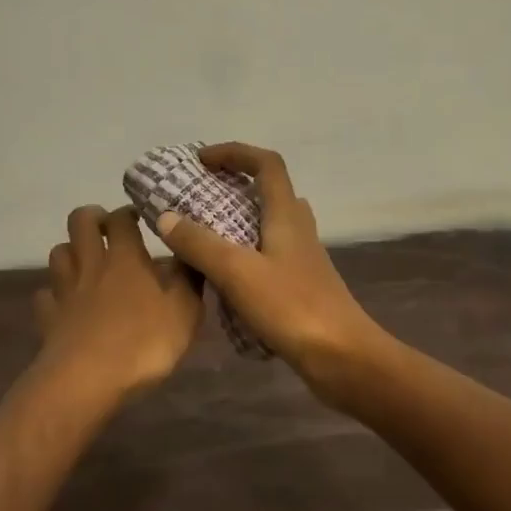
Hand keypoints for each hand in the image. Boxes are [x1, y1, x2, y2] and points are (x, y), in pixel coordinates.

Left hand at [33, 205, 202, 396]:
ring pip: (58, 253)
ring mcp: (65, 291)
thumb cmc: (143, 343)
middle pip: (79, 221)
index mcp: (125, 258)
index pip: (121, 218)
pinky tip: (65, 304)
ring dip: (71, 251)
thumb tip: (190, 253)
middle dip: (92, 217)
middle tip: (108, 229)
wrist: (87, 381)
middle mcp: (92, 265)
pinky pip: (45, 295)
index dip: (129, 212)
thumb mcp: (185, 312)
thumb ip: (189, 279)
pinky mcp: (48, 318)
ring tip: (86, 262)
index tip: (141, 217)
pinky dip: (54, 294)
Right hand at [152, 144, 385, 390]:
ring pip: (268, 225)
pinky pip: (267, 257)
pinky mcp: (301, 286)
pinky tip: (221, 280)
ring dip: (237, 221)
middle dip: (232, 186)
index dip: (235, 152)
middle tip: (197, 198)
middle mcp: (298, 229)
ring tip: (202, 236)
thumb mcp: (238, 272)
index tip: (201, 160)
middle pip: (268, 191)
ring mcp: (302, 259)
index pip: (266, 164)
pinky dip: (243, 256)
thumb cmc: (292, 308)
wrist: (344, 358)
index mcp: (287, 215)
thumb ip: (200, 243)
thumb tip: (166, 217)